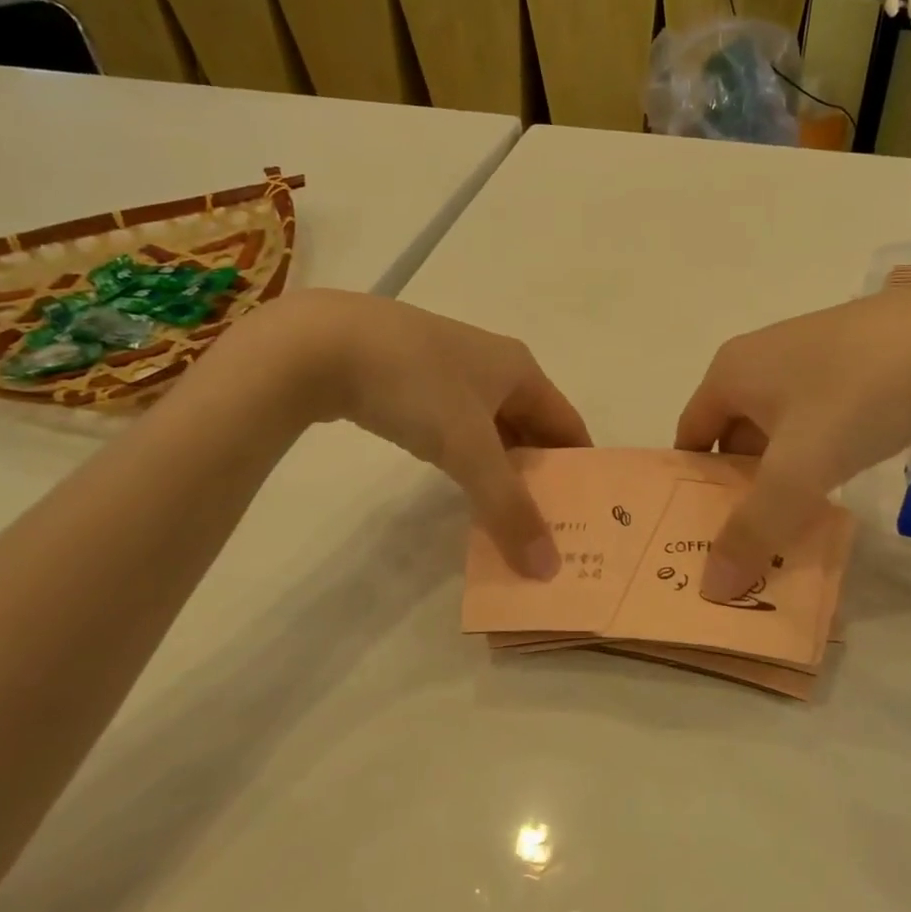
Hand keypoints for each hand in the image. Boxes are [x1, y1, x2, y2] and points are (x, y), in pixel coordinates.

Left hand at [226, 291, 589, 576]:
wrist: (322, 344)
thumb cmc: (416, 386)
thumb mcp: (468, 449)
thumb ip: (508, 508)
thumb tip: (548, 568)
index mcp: (520, 370)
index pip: (568, 424)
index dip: (581, 466)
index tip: (588, 512)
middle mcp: (493, 365)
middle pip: (532, 427)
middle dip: (541, 474)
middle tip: (550, 526)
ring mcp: (449, 370)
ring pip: (492, 429)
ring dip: (503, 469)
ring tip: (508, 515)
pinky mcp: (411, 379)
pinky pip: (457, 426)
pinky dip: (468, 458)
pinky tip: (460, 484)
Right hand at [675, 284, 910, 599]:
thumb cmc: (854, 398)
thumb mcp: (797, 472)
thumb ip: (753, 530)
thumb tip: (712, 586)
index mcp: (731, 372)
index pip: (690, 436)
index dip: (691, 484)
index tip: (705, 529)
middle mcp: (760, 354)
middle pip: (732, 431)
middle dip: (739, 482)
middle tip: (753, 532)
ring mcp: (808, 349)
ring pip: (777, 422)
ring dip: (780, 466)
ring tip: (796, 511)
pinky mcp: (851, 353)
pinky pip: (814, 409)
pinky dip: (814, 444)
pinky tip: (840, 468)